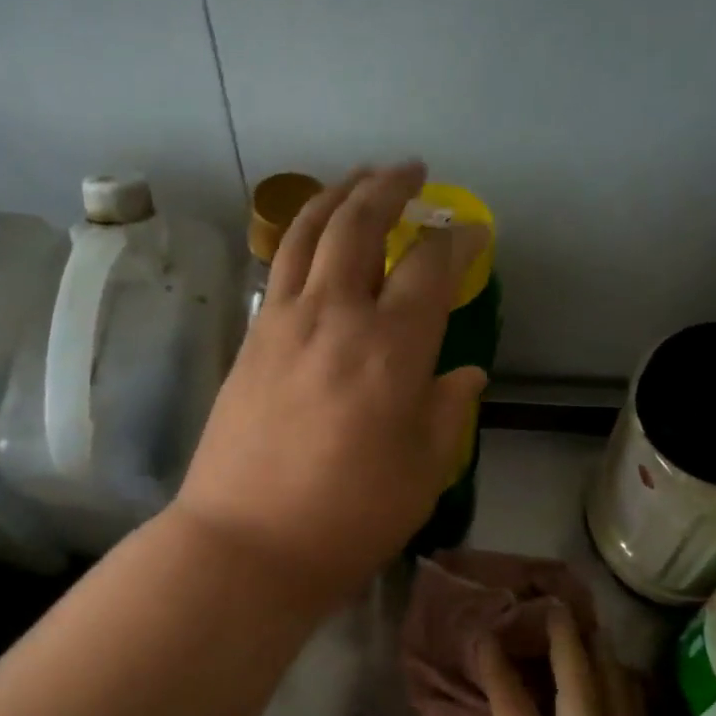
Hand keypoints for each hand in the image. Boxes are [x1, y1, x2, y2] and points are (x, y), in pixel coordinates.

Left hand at [173, 162, 488, 603]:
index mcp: (390, 349)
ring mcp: (282, 323)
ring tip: (358, 178)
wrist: (245, 542)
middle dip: (388, 188)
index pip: (429, 267)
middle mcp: (334, 317)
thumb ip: (446, 412)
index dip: (456, 240)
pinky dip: (299, 235)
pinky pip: (278, 268)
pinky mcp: (249, 340)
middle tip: (411, 172)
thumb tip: (464, 374)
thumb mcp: (421, 474)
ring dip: (335, 195)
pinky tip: (310, 238)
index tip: (471, 231)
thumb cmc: (346, 518)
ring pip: (306, 233)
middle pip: (358, 225)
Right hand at [474, 608, 688, 715]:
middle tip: (556, 606)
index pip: (511, 700)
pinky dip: (630, 694)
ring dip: (603, 656)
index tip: (485, 633)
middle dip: (563, 638)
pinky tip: (627, 682)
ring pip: (617, 693)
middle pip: (575, 679)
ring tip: (595, 630)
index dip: (495, 663)